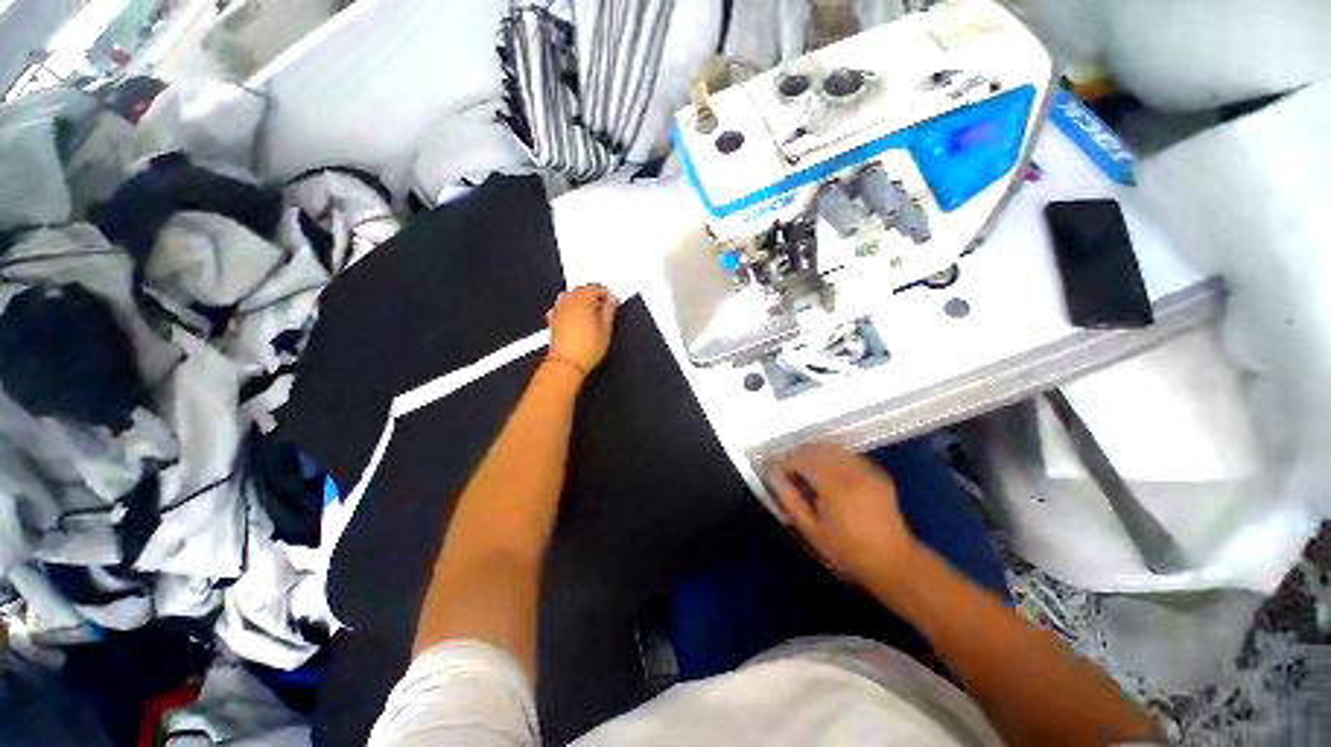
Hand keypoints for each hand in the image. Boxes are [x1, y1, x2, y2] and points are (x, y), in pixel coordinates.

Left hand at [547, 284, 619, 376]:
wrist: (567, 364)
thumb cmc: (585, 350)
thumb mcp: (606, 330)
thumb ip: (610, 311)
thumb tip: (612, 300)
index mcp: (582, 300)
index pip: (596, 288)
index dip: (607, 293)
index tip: (613, 301)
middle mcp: (568, 302)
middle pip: (581, 289)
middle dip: (593, 294)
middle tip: (604, 305)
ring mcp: (558, 310)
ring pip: (570, 295)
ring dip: (580, 299)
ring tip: (590, 310)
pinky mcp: (553, 320)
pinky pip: (561, 306)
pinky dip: (569, 307)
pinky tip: (575, 316)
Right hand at [767, 444, 920, 593]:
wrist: (893, 562)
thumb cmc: (847, 551)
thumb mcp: (811, 530)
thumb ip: (790, 499)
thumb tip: (773, 474)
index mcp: (833, 485)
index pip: (800, 459)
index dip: (783, 462)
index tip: (774, 471)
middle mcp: (851, 471)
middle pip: (816, 448)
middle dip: (798, 455)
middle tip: (788, 472)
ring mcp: (867, 470)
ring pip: (832, 448)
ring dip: (815, 454)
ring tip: (807, 472)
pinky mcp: (877, 474)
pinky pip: (848, 456)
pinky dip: (833, 458)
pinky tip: (830, 475)